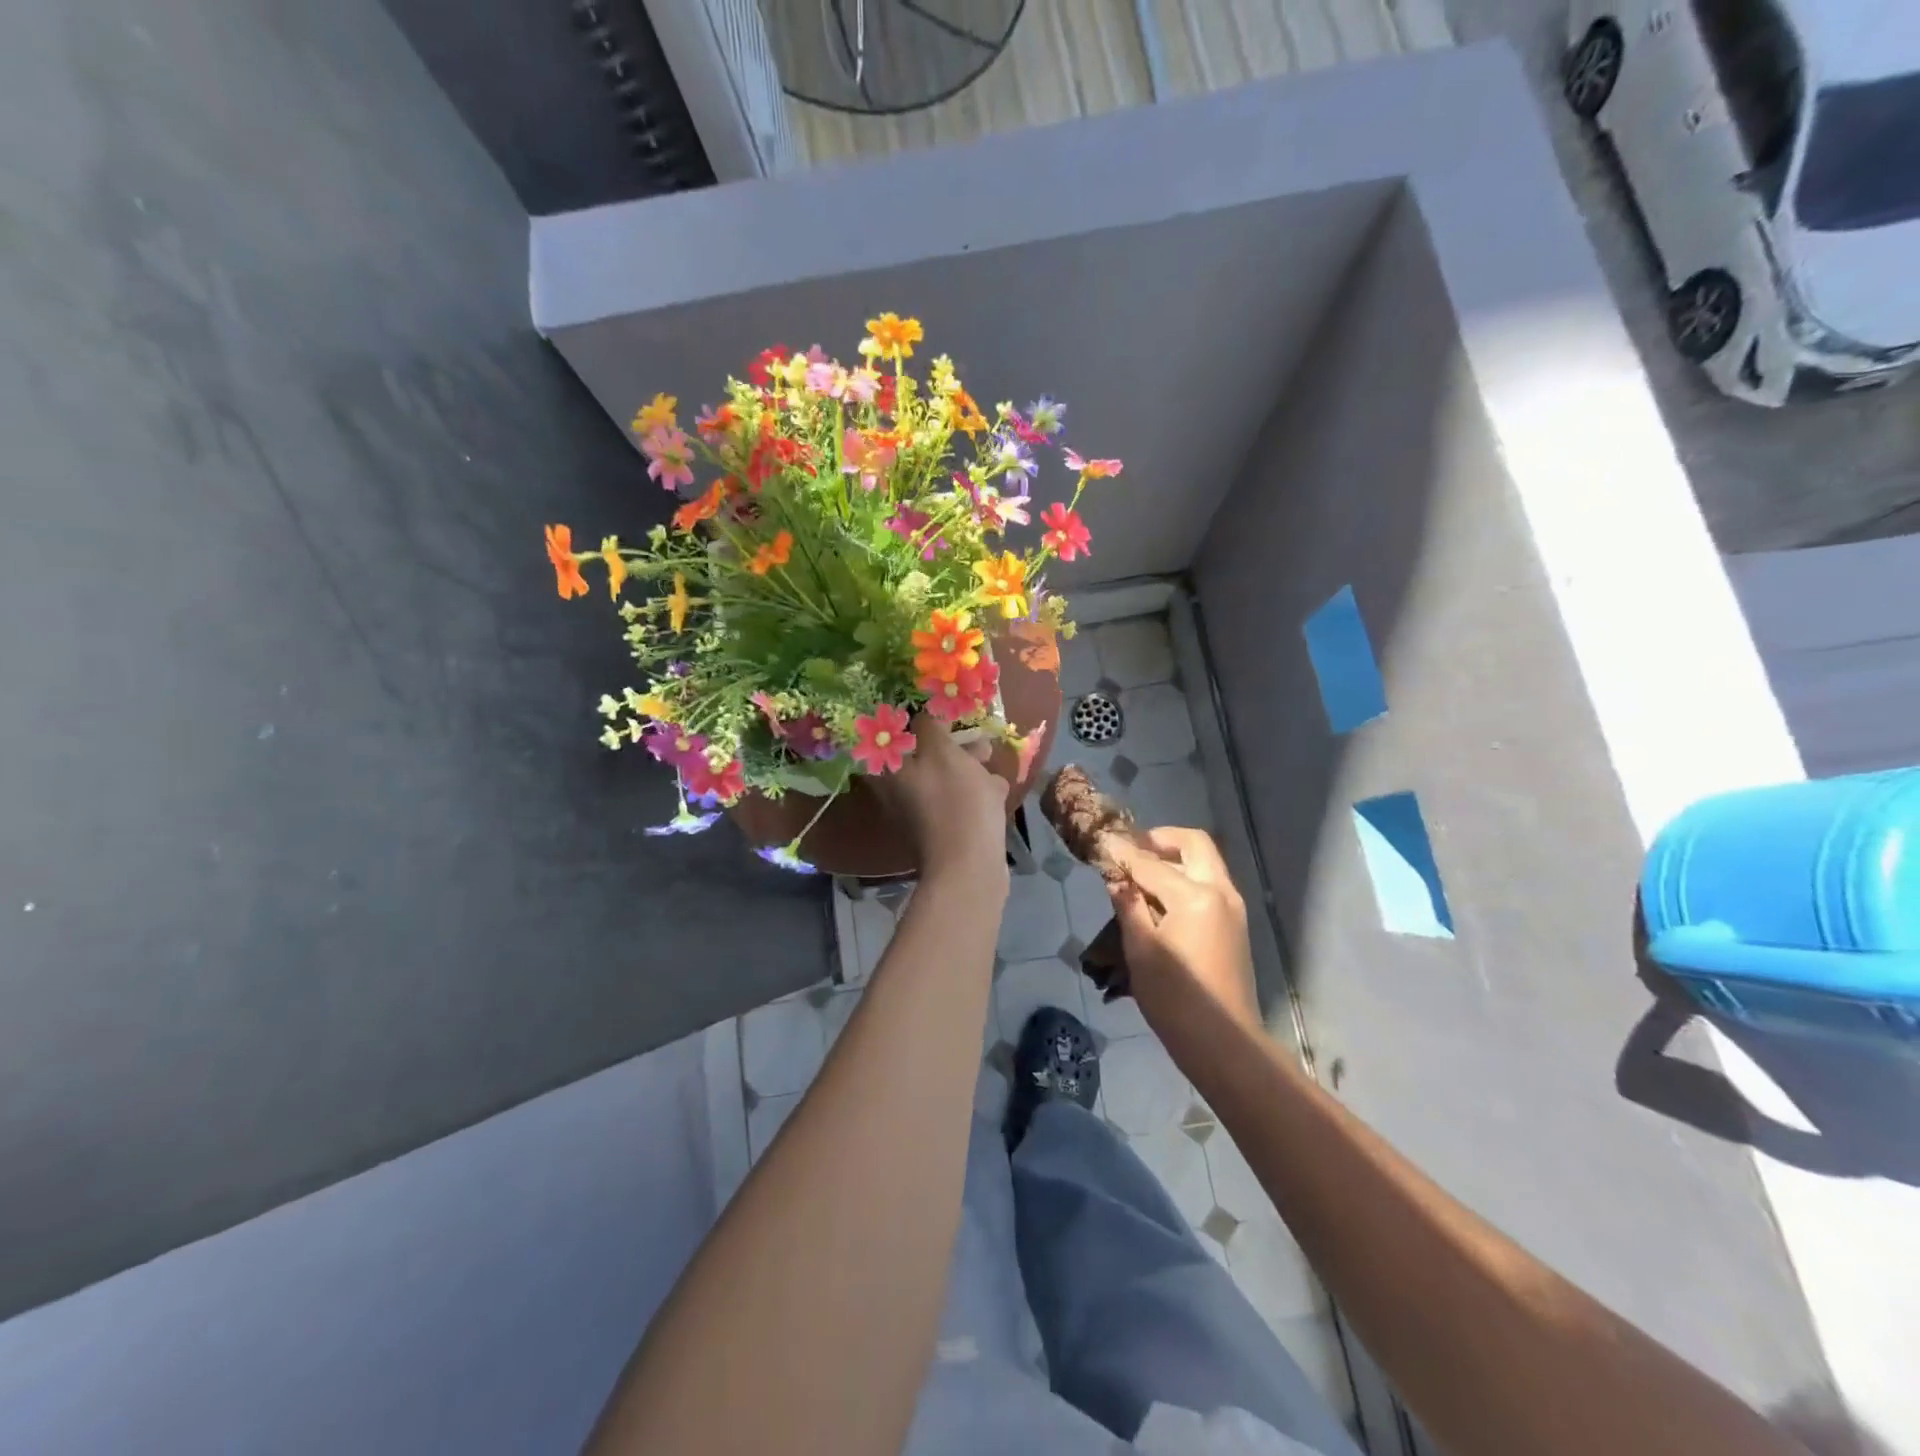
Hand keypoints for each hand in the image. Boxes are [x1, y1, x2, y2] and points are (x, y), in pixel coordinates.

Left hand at [881, 714, 1009, 891]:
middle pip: (920, 756)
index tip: (933, 710)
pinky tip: (996, 787)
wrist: (970, 865)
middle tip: (969, 733)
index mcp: (890, 772)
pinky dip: (974, 791)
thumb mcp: (943, 752)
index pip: (891, 735)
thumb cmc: (955, 801)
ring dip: (966, 765)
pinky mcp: (944, 830)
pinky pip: (958, 801)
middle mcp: (898, 792)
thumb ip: (931, 726)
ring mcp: (921, 813)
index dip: (911, 719)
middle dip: (947, 742)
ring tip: (989, 756)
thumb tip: (925, 714)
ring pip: (942, 778)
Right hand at [1106, 827, 1259, 1032]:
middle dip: (1161, 840)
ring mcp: (1233, 907)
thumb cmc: (1175, 998)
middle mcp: (1220, 891)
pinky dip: (1187, 878)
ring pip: (1205, 862)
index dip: (1123, 853)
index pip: (1151, 863)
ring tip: (1142, 874)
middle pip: (1194, 844)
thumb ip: (1128, 906)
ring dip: (1175, 858)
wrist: (1224, 1042)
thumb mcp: (1140, 950)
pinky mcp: (1235, 924)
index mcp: (1195, 896)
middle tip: (1133, 851)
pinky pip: (1210, 883)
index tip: (1103, 843)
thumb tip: (1117, 879)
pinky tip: (1161, 898)